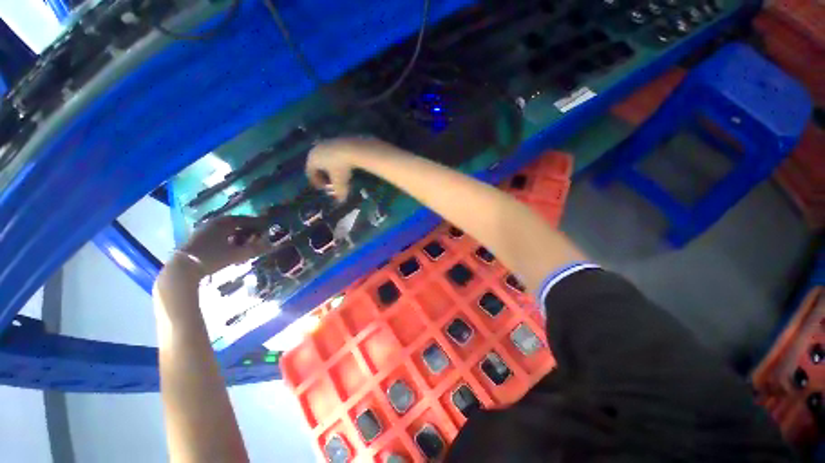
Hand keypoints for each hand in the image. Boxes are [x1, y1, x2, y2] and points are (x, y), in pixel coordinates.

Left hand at [176, 215, 270, 276]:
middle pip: (234, 224)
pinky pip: (217, 236)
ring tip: (245, 243)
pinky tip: (231, 248)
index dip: (256, 223)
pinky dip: (227, 239)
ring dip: (237, 235)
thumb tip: (271, 244)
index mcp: (223, 223)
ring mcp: (203, 231)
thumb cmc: (213, 257)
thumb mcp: (237, 254)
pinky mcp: (197, 240)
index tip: (266, 226)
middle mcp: (213, 223)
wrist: (183, 268)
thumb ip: (255, 248)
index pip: (245, 219)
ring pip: (225, 230)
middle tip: (257, 234)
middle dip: (247, 229)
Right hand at [306, 137, 397, 200]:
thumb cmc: (342, 167)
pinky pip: (334, 152)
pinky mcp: (337, 139)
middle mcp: (316, 149)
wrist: (354, 148)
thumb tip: (340, 201)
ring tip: (339, 174)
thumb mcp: (340, 183)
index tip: (324, 189)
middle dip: (323, 175)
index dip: (316, 182)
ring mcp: (326, 142)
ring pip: (325, 157)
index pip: (310, 172)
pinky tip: (346, 165)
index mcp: (312, 159)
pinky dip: (337, 159)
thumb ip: (338, 193)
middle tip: (331, 182)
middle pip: (316, 164)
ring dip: (330, 167)